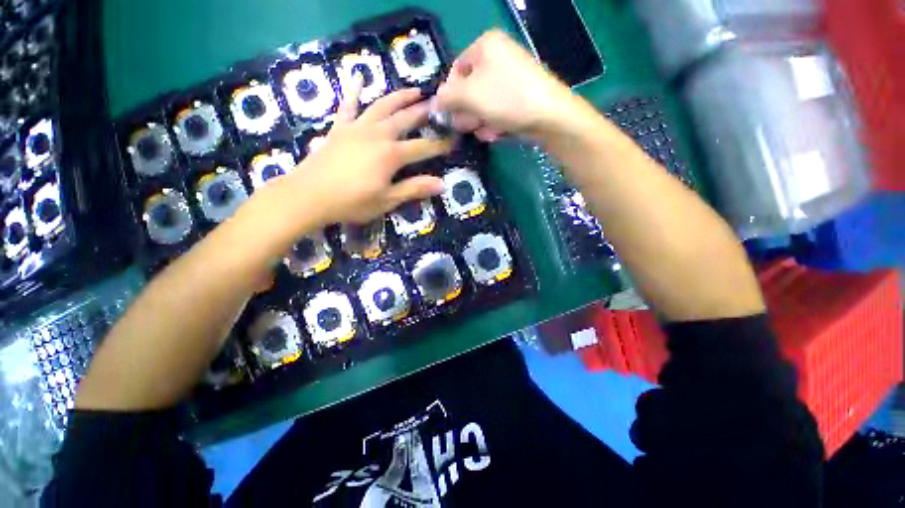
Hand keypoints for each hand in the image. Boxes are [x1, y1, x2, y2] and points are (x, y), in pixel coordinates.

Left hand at [291, 79, 452, 224]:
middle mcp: (377, 134)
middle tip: (437, 105)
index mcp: (391, 154)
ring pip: (382, 106)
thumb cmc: (352, 202)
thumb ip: (414, 188)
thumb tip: (442, 183)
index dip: (440, 145)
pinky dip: (354, 92)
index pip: (423, 147)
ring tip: (414, 90)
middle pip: (405, 119)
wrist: (309, 196)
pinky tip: (358, 78)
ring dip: (400, 97)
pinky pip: (348, 106)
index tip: (453, 141)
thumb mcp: (387, 200)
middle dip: (423, 113)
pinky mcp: (339, 128)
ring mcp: (357, 128)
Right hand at [434, 30, 577, 140]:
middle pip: (469, 90)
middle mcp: (498, 58)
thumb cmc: (506, 98)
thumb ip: (446, 97)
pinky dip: (494, 123)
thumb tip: (433, 103)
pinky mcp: (519, 98)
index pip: (455, 70)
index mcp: (485, 46)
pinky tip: (498, 132)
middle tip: (468, 125)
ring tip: (487, 130)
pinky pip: (498, 111)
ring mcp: (510, 79)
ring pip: (483, 105)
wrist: (549, 116)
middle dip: (467, 112)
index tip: (449, 114)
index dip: (450, 94)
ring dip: (480, 121)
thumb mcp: (469, 95)